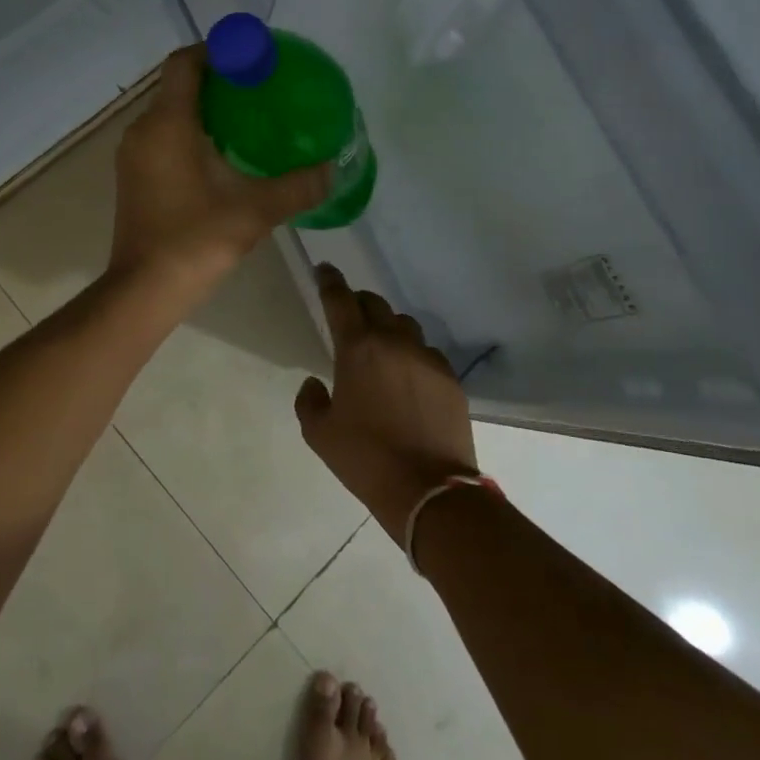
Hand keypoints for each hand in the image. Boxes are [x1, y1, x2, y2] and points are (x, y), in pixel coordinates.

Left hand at [109, 46, 330, 298]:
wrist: (144, 289)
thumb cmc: (195, 240)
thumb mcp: (255, 210)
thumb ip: (298, 186)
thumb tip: (334, 169)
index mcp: (167, 124)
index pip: (185, 62)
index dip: (217, 50)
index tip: (251, 57)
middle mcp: (143, 130)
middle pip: (177, 85)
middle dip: (216, 79)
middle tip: (258, 87)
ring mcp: (133, 155)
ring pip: (169, 112)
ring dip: (203, 107)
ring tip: (246, 118)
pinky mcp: (133, 176)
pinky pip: (162, 136)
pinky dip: (189, 131)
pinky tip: (221, 154)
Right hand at [294, 264, 478, 536]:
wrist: (429, 490)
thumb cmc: (365, 459)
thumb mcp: (319, 434)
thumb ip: (309, 400)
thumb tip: (315, 382)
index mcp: (357, 348)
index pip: (340, 299)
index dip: (329, 280)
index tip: (324, 269)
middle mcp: (393, 341)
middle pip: (375, 304)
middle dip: (359, 302)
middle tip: (350, 314)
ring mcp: (426, 357)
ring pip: (404, 324)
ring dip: (388, 327)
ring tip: (382, 348)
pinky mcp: (450, 378)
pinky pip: (427, 352)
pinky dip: (413, 355)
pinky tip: (409, 377)